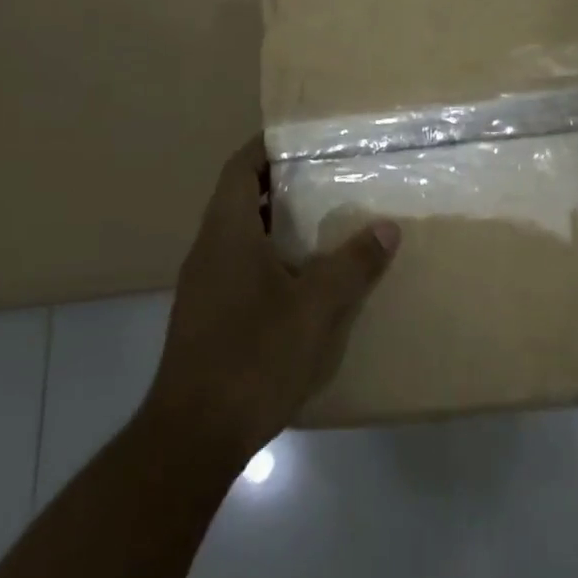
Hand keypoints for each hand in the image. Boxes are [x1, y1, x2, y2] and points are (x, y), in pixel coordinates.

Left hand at [145, 137, 399, 462]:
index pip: (239, 167)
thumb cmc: (252, 357)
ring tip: (323, 221)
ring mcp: (203, 286)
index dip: (267, 145)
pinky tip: (301, 280)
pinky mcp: (206, 317)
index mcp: (226, 232)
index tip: (303, 137)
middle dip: (281, 183)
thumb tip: (387, 227)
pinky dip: (269, 257)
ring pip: (240, 234)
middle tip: (326, 176)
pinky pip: (238, 266)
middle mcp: (208, 249)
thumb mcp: (314, 309)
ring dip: (276, 222)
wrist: (190, 440)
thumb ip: (352, 265)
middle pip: (241, 197)